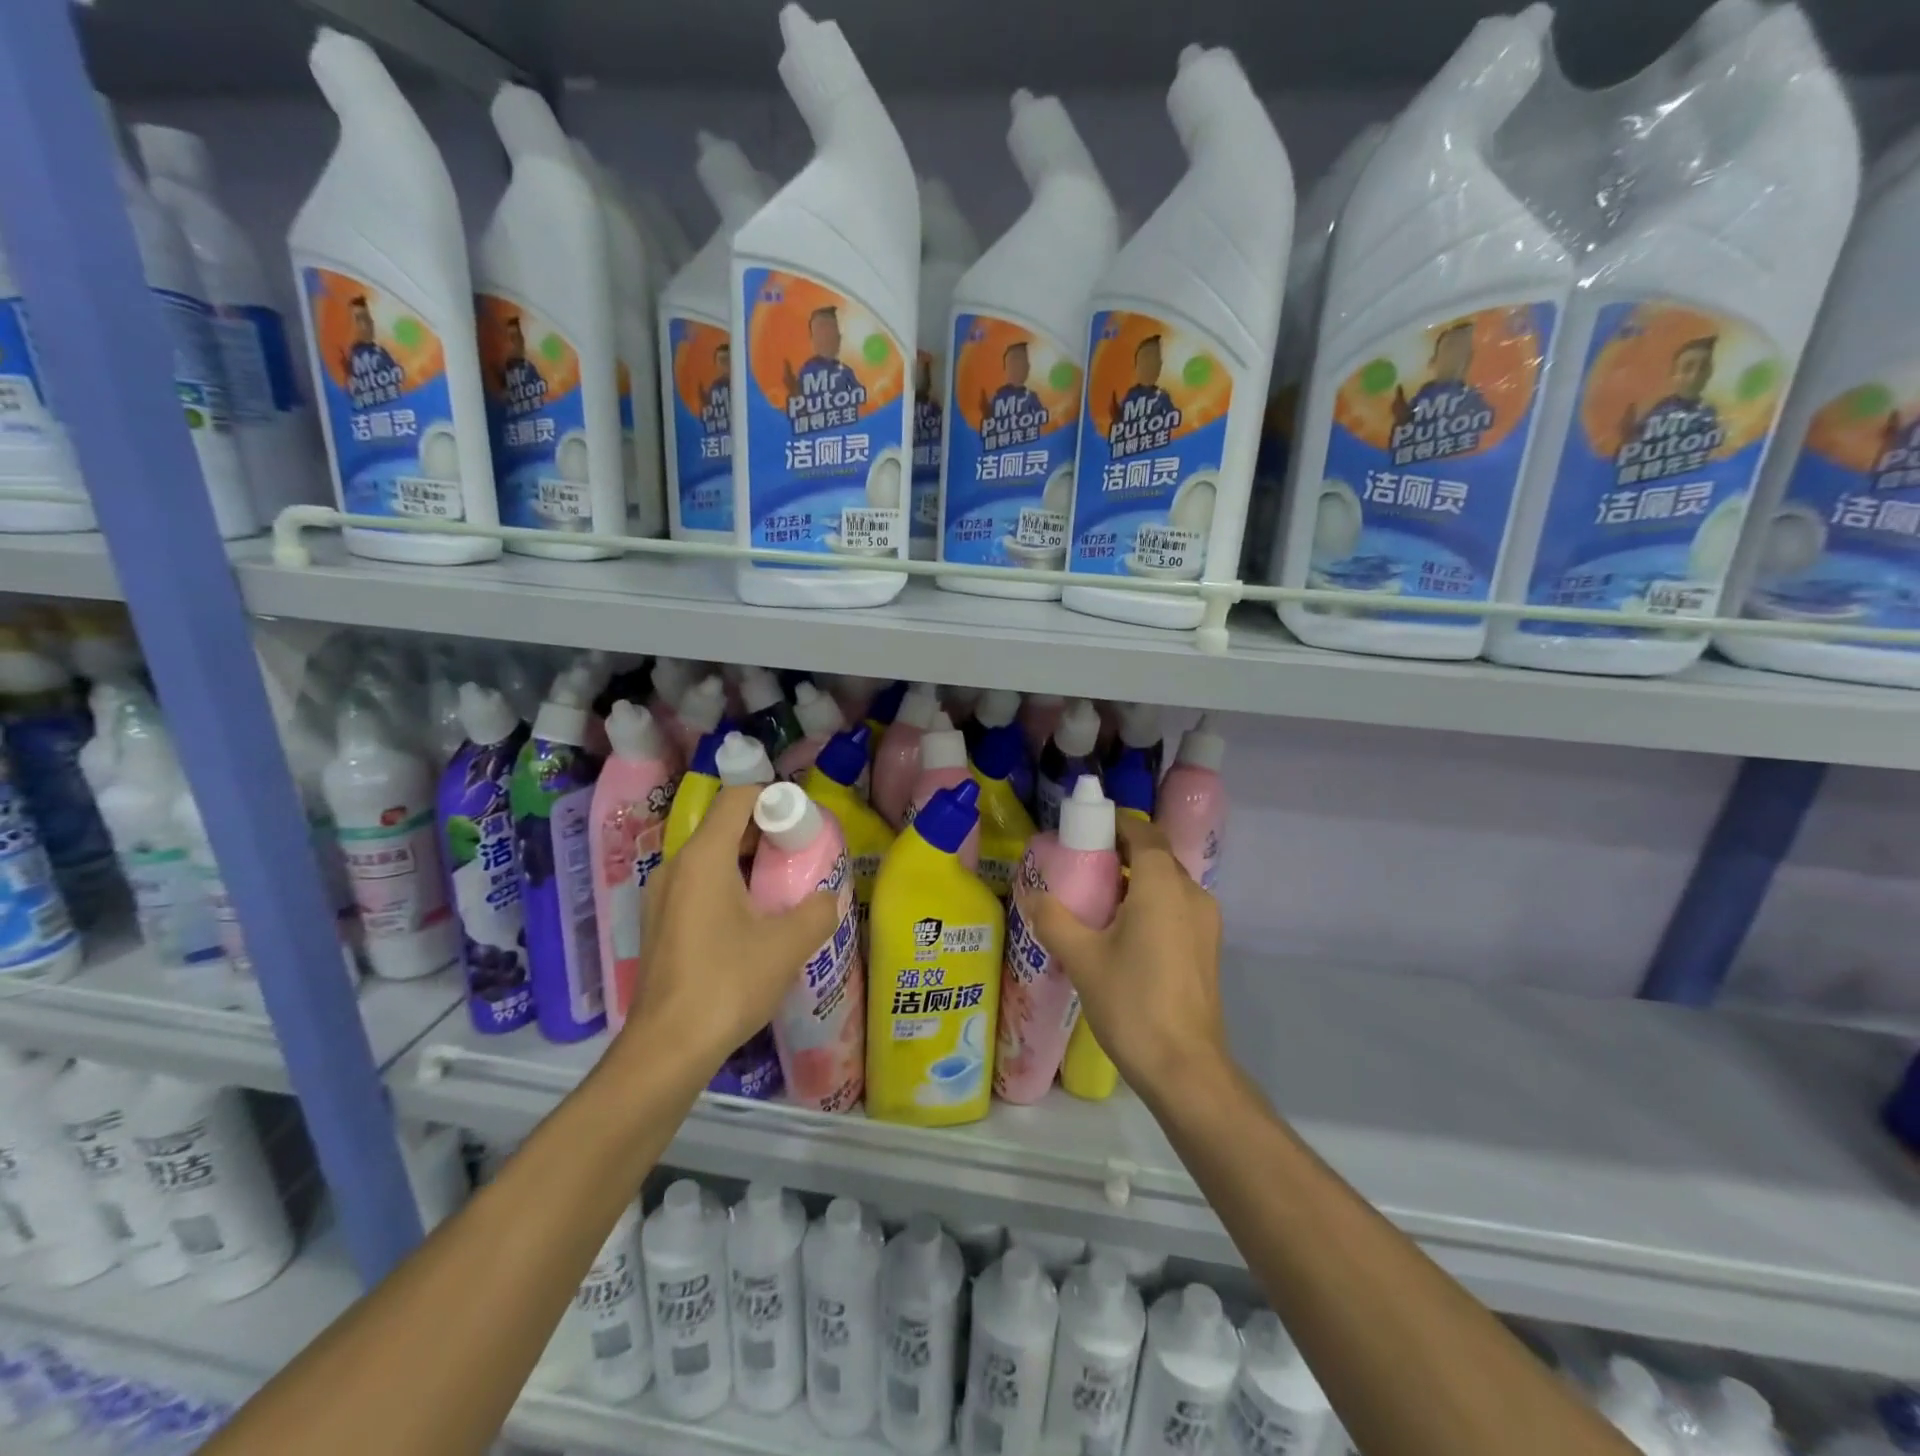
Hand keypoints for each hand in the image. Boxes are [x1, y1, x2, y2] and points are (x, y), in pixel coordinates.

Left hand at [620, 786, 838, 1076]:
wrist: (667, 1048)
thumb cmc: (727, 984)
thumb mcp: (787, 945)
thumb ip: (817, 910)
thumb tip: (829, 897)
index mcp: (703, 858)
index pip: (737, 798)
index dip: (774, 799)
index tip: (803, 824)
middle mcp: (676, 867)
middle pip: (724, 826)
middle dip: (766, 832)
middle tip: (801, 856)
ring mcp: (661, 897)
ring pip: (711, 857)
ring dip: (748, 862)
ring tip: (782, 888)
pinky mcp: (660, 924)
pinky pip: (698, 885)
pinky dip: (729, 885)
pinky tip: (753, 921)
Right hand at [1030, 815, 1226, 1100]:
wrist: (1185, 1068)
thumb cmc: (1132, 1003)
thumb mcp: (1081, 958)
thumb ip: (1053, 918)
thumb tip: (1030, 893)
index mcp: (1163, 886)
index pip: (1144, 833)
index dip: (1116, 824)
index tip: (1085, 830)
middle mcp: (1192, 894)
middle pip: (1156, 856)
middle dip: (1121, 853)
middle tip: (1082, 866)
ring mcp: (1205, 922)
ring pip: (1168, 883)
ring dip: (1136, 880)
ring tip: (1096, 899)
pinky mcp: (1207, 947)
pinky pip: (1176, 907)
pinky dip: (1150, 903)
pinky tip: (1121, 931)